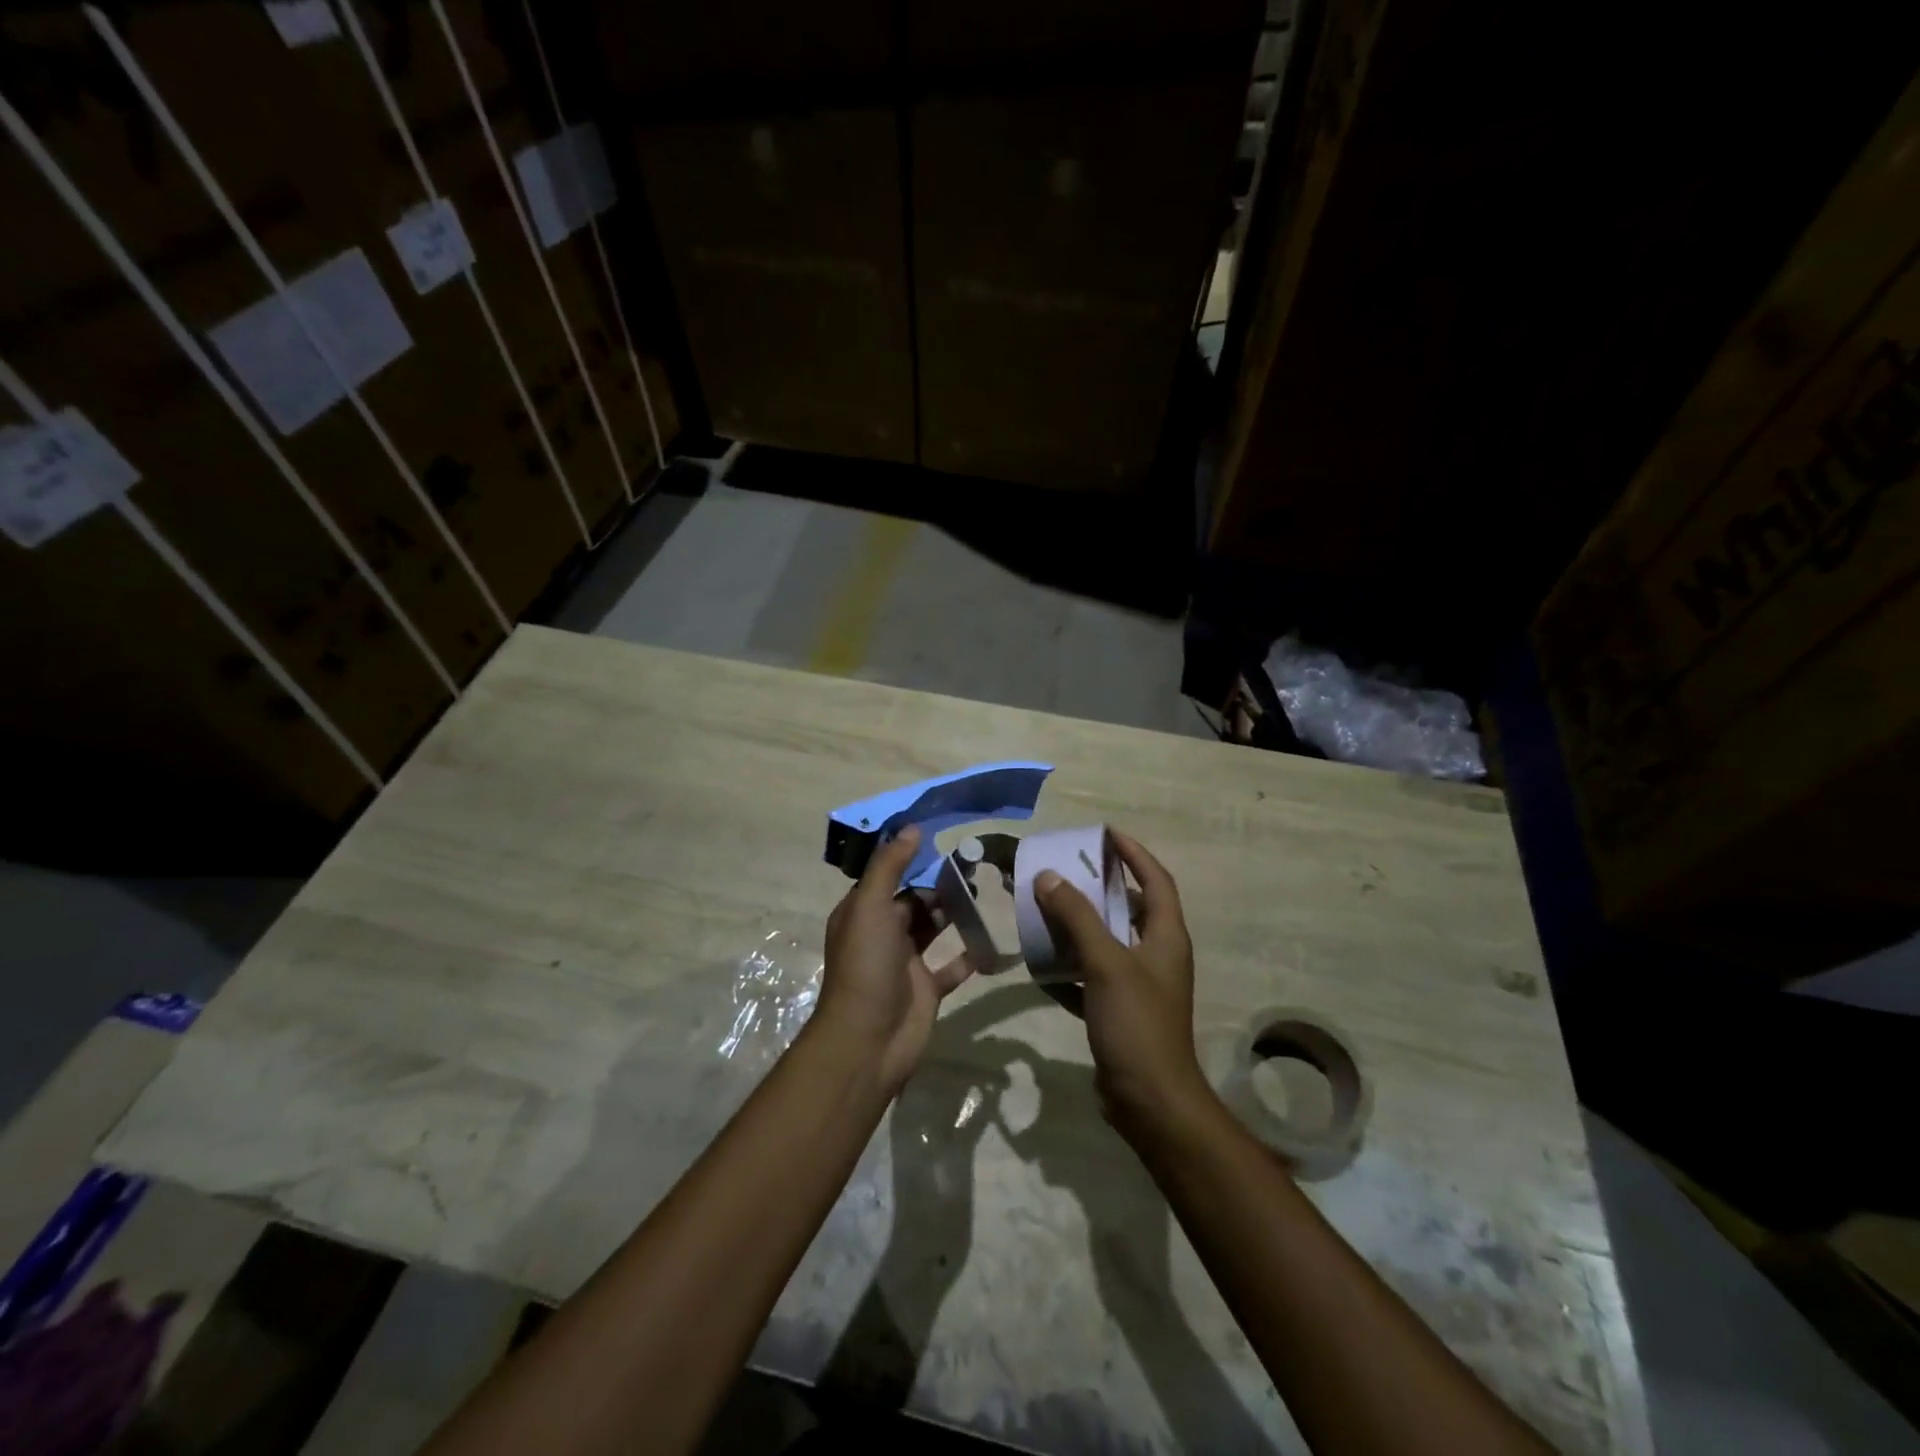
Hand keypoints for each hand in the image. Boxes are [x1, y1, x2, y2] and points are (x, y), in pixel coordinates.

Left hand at [815, 827, 973, 1094]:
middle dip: (940, 886)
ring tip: (985, 894)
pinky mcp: (927, 989)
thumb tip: (911, 828)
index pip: (888, 877)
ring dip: (955, 914)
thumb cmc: (866, 966)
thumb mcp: (870, 907)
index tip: (946, 840)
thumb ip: (889, 866)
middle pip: (914, 901)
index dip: (913, 859)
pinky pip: (952, 966)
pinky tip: (992, 941)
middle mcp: (883, 934)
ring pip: (933, 929)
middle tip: (976, 868)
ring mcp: (906, 963)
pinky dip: (970, 955)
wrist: (868, 1041)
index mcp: (863, 913)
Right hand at [1034, 830, 1215, 1137]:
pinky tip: (1041, 967)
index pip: (1156, 880)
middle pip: (1131, 908)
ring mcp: (1139, 986)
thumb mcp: (1105, 963)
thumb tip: (1049, 877)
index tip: (1105, 833)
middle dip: (1100, 886)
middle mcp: (1157, 956)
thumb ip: (1077, 918)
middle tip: (1066, 870)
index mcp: (1166, 937)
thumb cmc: (1136, 1023)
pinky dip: (1070, 969)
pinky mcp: (1120, 1012)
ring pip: (1108, 942)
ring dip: (1080, 927)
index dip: (1134, 853)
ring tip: (1047, 910)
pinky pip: (1092, 977)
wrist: (1150, 1102)